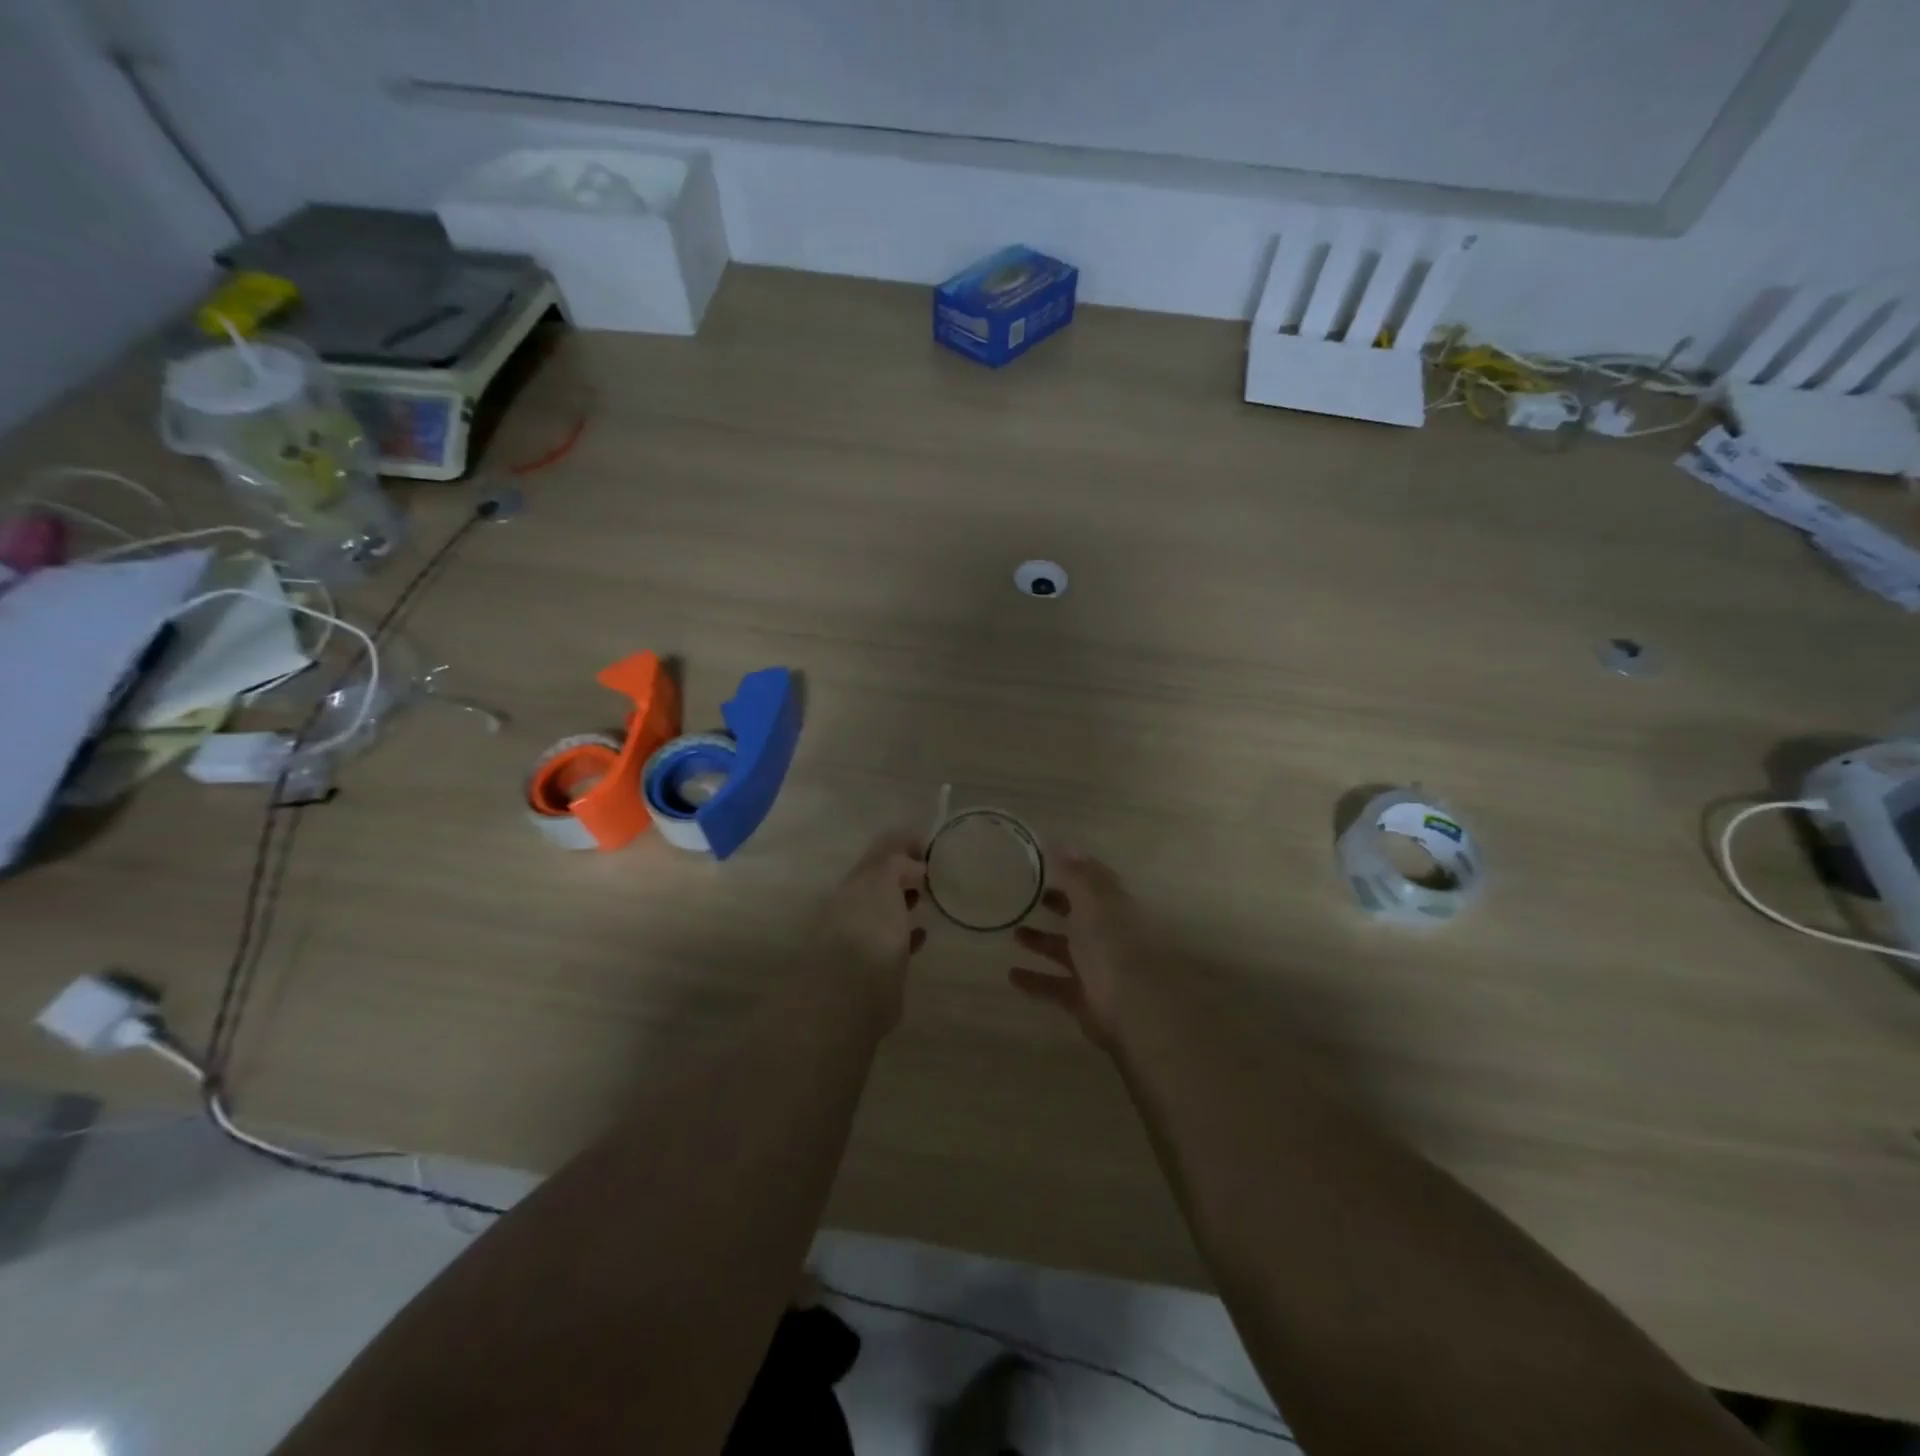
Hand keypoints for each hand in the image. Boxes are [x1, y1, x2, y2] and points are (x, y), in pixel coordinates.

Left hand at [815, 830, 927, 1023]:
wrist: (851, 995)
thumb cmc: (869, 930)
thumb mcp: (881, 883)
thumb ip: (894, 864)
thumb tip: (911, 864)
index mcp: (855, 884)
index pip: (879, 854)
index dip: (901, 843)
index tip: (927, 841)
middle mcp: (854, 907)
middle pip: (880, 881)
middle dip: (903, 871)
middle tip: (932, 868)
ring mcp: (863, 937)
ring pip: (886, 910)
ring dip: (904, 900)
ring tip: (929, 896)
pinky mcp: (875, 967)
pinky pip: (894, 941)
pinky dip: (907, 933)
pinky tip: (922, 934)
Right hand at [1007, 850, 1154, 1047]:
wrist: (1136, 1010)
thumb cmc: (1113, 946)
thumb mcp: (1094, 902)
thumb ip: (1076, 875)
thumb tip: (1062, 843)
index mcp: (1115, 909)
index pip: (1095, 885)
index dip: (1074, 873)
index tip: (1047, 865)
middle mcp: (1109, 937)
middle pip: (1081, 917)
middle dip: (1059, 906)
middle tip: (1032, 897)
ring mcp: (1099, 971)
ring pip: (1066, 952)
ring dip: (1042, 942)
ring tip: (1014, 934)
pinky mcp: (1085, 1001)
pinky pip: (1055, 987)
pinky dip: (1035, 981)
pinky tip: (1012, 976)